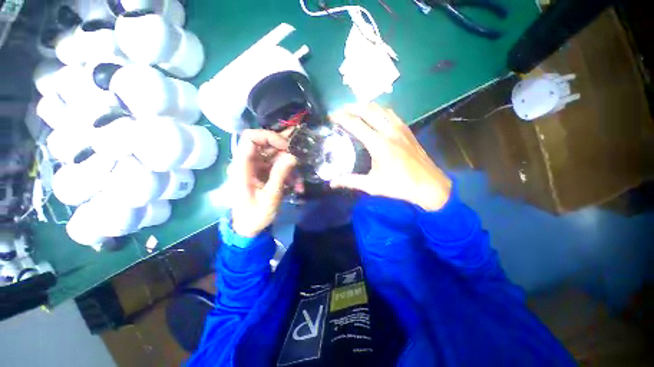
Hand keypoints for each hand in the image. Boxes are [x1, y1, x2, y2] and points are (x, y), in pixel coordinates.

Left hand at [229, 130, 297, 236]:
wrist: (249, 227)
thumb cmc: (255, 214)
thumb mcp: (270, 196)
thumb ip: (280, 174)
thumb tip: (292, 155)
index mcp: (242, 166)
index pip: (250, 138)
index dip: (269, 137)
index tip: (286, 147)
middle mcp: (248, 162)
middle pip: (265, 144)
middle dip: (285, 150)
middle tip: (300, 158)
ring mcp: (256, 167)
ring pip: (275, 155)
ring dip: (290, 165)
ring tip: (299, 180)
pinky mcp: (263, 173)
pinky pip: (278, 165)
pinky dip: (289, 173)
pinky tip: (297, 186)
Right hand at [330, 104, 451, 210]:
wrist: (429, 185)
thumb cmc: (400, 186)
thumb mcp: (372, 185)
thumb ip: (350, 181)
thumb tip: (332, 183)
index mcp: (379, 144)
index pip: (356, 124)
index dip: (342, 118)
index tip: (331, 116)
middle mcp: (389, 131)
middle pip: (367, 110)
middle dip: (351, 107)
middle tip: (340, 111)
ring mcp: (400, 128)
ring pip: (380, 108)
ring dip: (365, 106)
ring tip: (354, 109)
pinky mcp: (407, 130)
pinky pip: (390, 113)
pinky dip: (379, 109)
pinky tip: (374, 114)